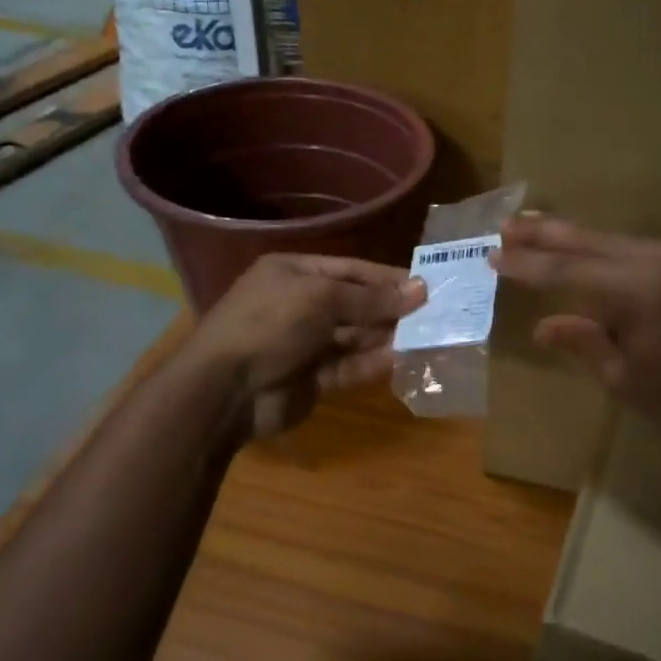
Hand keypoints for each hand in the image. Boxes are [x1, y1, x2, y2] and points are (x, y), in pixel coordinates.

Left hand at [185, 254, 425, 440]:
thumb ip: (372, 297)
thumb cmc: (270, 324)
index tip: (426, 285)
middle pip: (356, 303)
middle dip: (392, 308)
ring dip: (388, 335)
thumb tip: (420, 290)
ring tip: (428, 335)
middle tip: (435, 313)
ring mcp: (306, 343)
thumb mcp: (322, 298)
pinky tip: (402, 358)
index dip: (387, 277)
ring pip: (356, 336)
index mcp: (294, 273)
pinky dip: (374, 362)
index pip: (351, 270)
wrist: (224, 390)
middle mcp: (301, 304)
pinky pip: (350, 365)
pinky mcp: (313, 377)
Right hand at [492, 215, 660, 466]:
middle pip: (589, 241)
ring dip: (574, 237)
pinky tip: (586, 251)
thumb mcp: (626, 380)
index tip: (493, 255)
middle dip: (546, 234)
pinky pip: (635, 249)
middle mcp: (658, 260)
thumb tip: (543, 325)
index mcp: (637, 290)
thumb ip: (583, 342)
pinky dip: (603, 249)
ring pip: (613, 239)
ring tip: (536, 229)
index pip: (567, 271)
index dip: (527, 265)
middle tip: (507, 225)